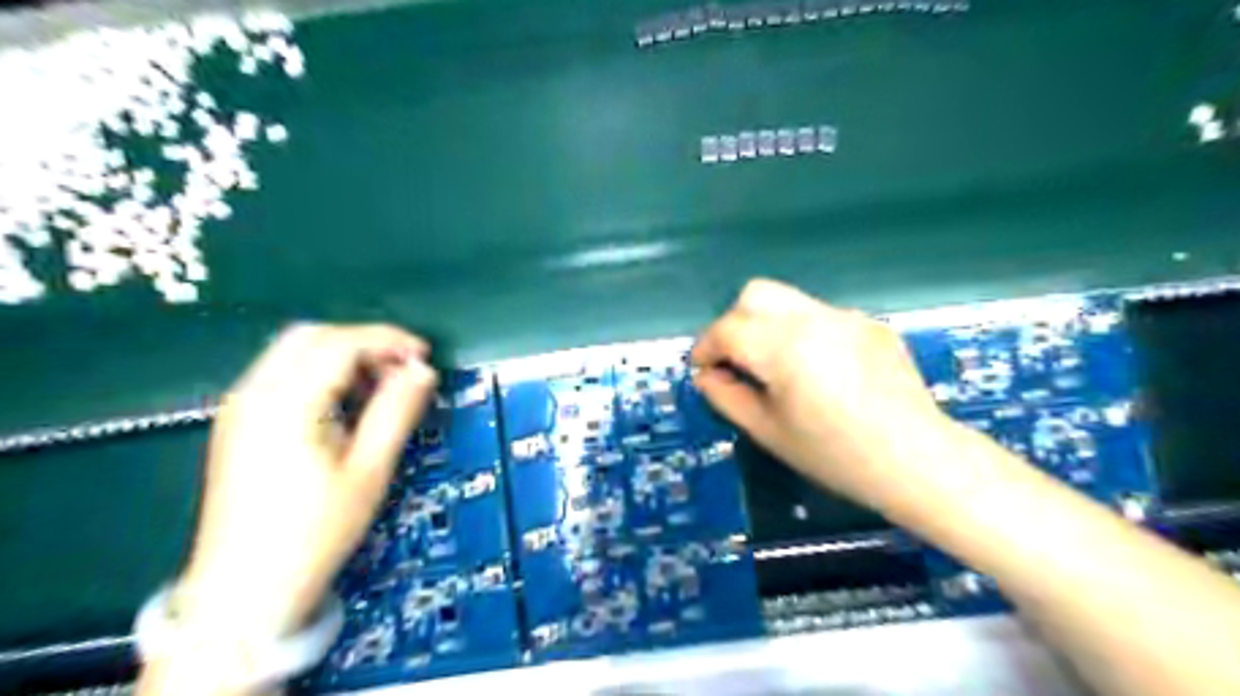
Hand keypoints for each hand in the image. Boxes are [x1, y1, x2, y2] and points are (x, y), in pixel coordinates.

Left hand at [176, 325, 435, 640]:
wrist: (245, 591)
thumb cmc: (315, 532)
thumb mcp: (369, 470)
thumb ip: (397, 411)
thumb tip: (423, 371)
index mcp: (286, 403)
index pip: (341, 344)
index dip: (388, 341)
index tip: (424, 356)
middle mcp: (254, 394)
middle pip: (313, 336)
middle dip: (364, 343)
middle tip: (402, 370)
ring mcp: (240, 408)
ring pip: (295, 351)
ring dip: (343, 356)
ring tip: (380, 388)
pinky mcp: (238, 424)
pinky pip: (283, 375)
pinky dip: (321, 373)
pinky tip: (345, 404)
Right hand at [695, 279, 952, 509]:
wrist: (918, 460)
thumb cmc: (836, 456)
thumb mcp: (769, 432)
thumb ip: (727, 396)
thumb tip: (706, 375)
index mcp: (784, 348)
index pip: (727, 329)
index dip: (705, 347)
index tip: (702, 368)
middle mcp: (814, 319)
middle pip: (755, 294)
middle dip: (734, 322)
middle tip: (736, 360)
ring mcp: (846, 317)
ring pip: (788, 300)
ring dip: (767, 324)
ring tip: (776, 366)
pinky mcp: (870, 324)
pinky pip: (821, 316)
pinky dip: (802, 332)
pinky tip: (819, 371)